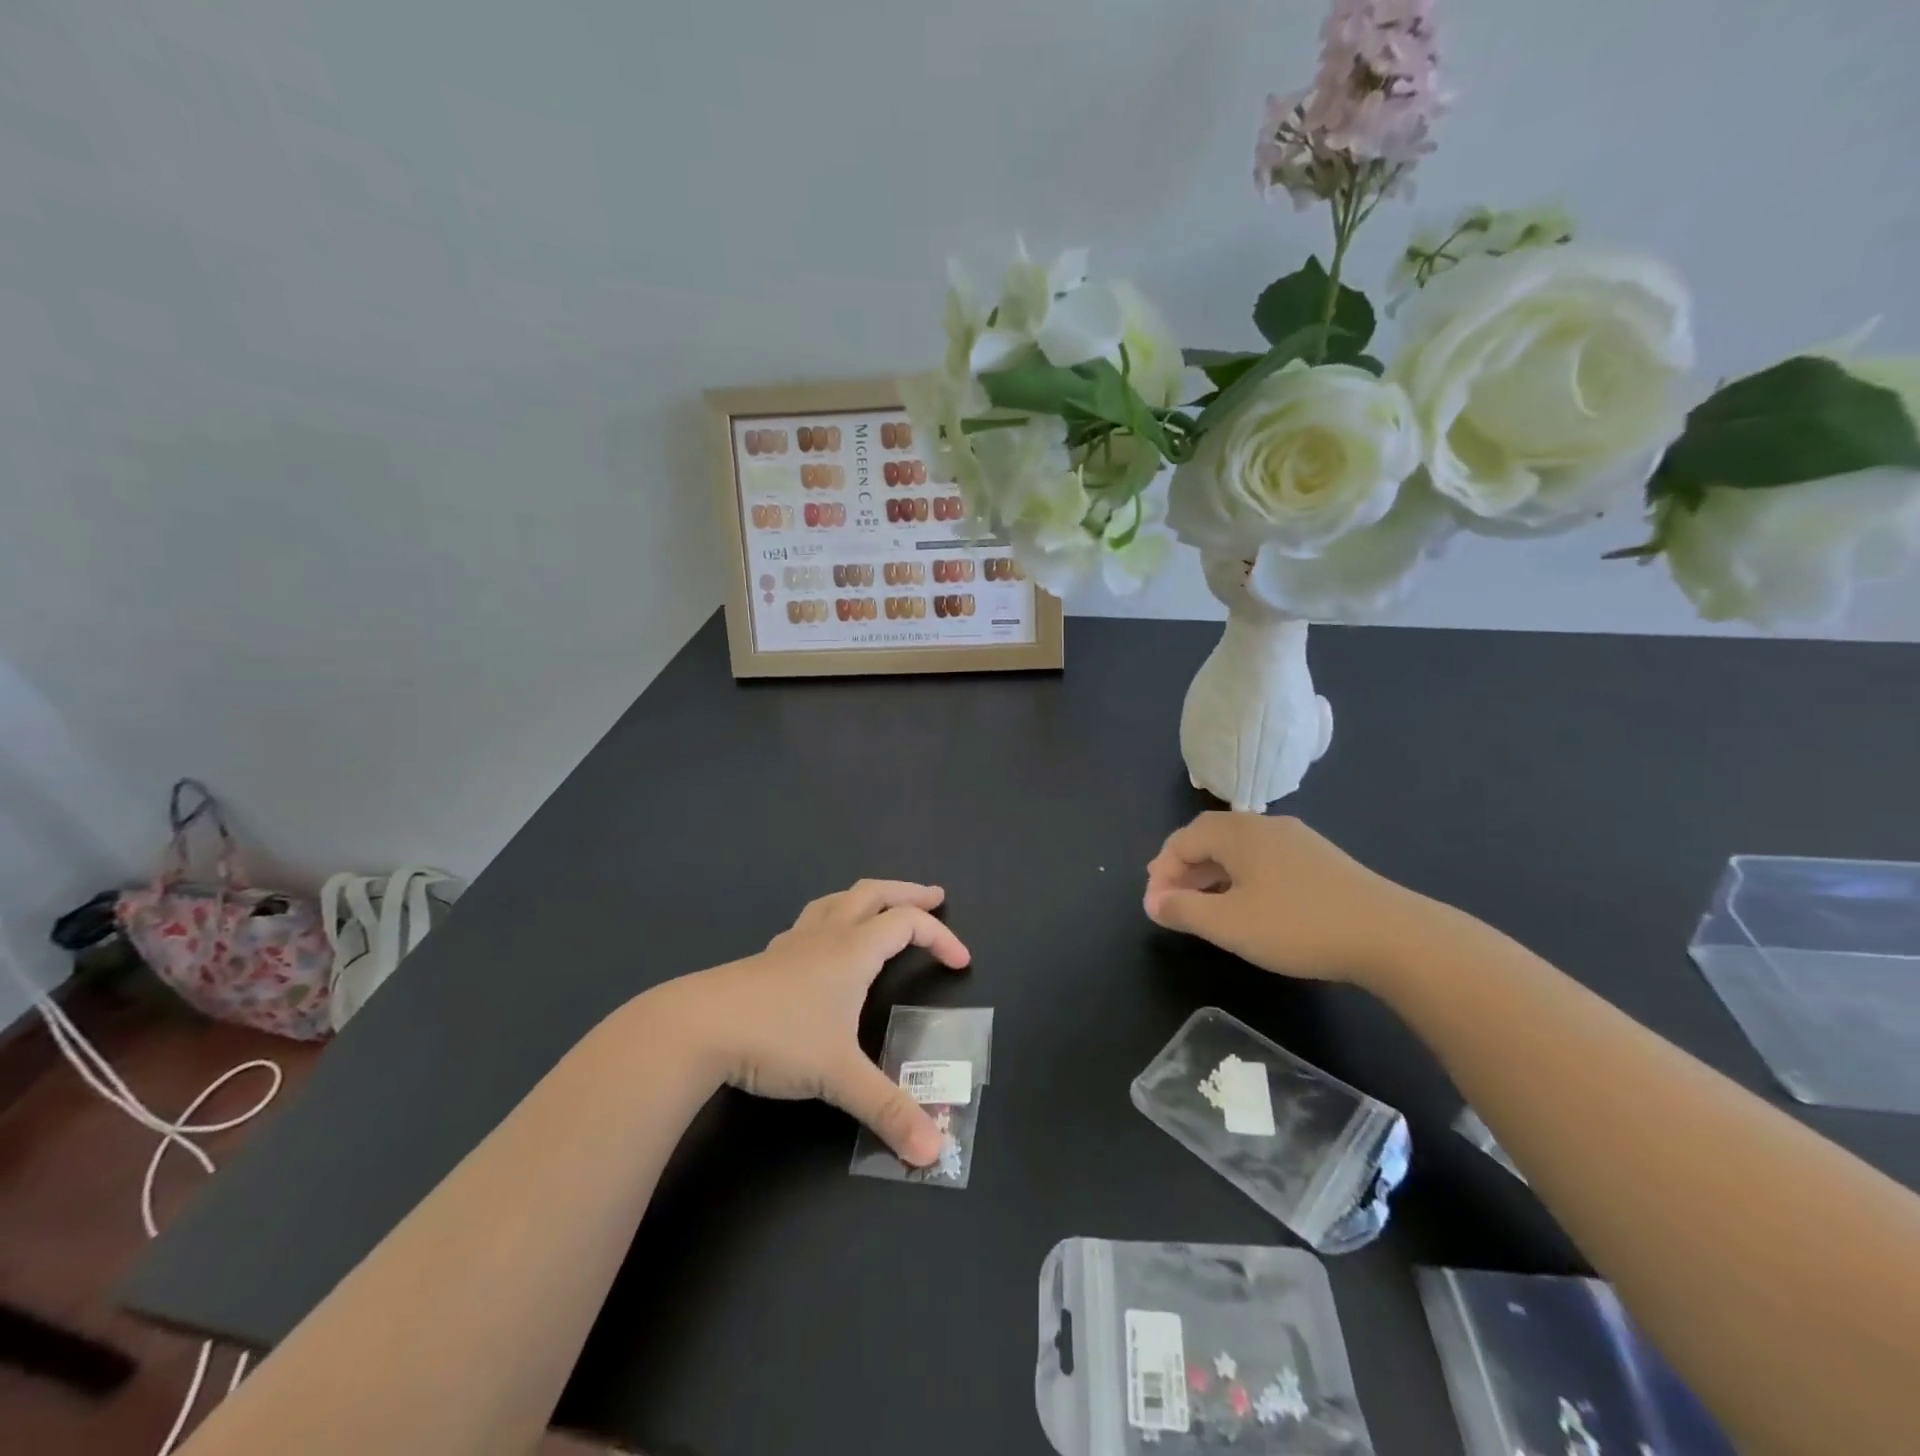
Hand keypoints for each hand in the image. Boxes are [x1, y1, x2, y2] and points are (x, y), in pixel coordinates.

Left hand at [670, 880, 969, 1165]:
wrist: (697, 1027)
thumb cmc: (778, 1038)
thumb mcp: (839, 1076)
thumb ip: (888, 1110)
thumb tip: (934, 1150)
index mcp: (853, 950)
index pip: (908, 925)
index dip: (941, 937)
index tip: (962, 962)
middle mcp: (827, 936)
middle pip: (874, 893)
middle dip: (908, 893)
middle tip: (934, 898)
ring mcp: (793, 942)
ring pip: (837, 900)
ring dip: (867, 897)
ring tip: (880, 907)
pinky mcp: (767, 958)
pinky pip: (809, 922)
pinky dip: (830, 920)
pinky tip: (822, 944)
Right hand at [1144, 813, 1419, 985]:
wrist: (1389, 935)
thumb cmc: (1296, 925)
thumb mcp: (1229, 924)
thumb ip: (1184, 910)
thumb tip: (1153, 902)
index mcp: (1237, 833)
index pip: (1183, 839)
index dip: (1162, 871)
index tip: (1155, 906)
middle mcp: (1264, 826)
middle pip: (1209, 838)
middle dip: (1184, 868)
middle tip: (1171, 901)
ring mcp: (1296, 840)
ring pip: (1238, 849)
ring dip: (1212, 874)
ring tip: (1204, 906)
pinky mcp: (1320, 860)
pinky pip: (1264, 859)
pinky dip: (1241, 877)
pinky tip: (1248, 905)